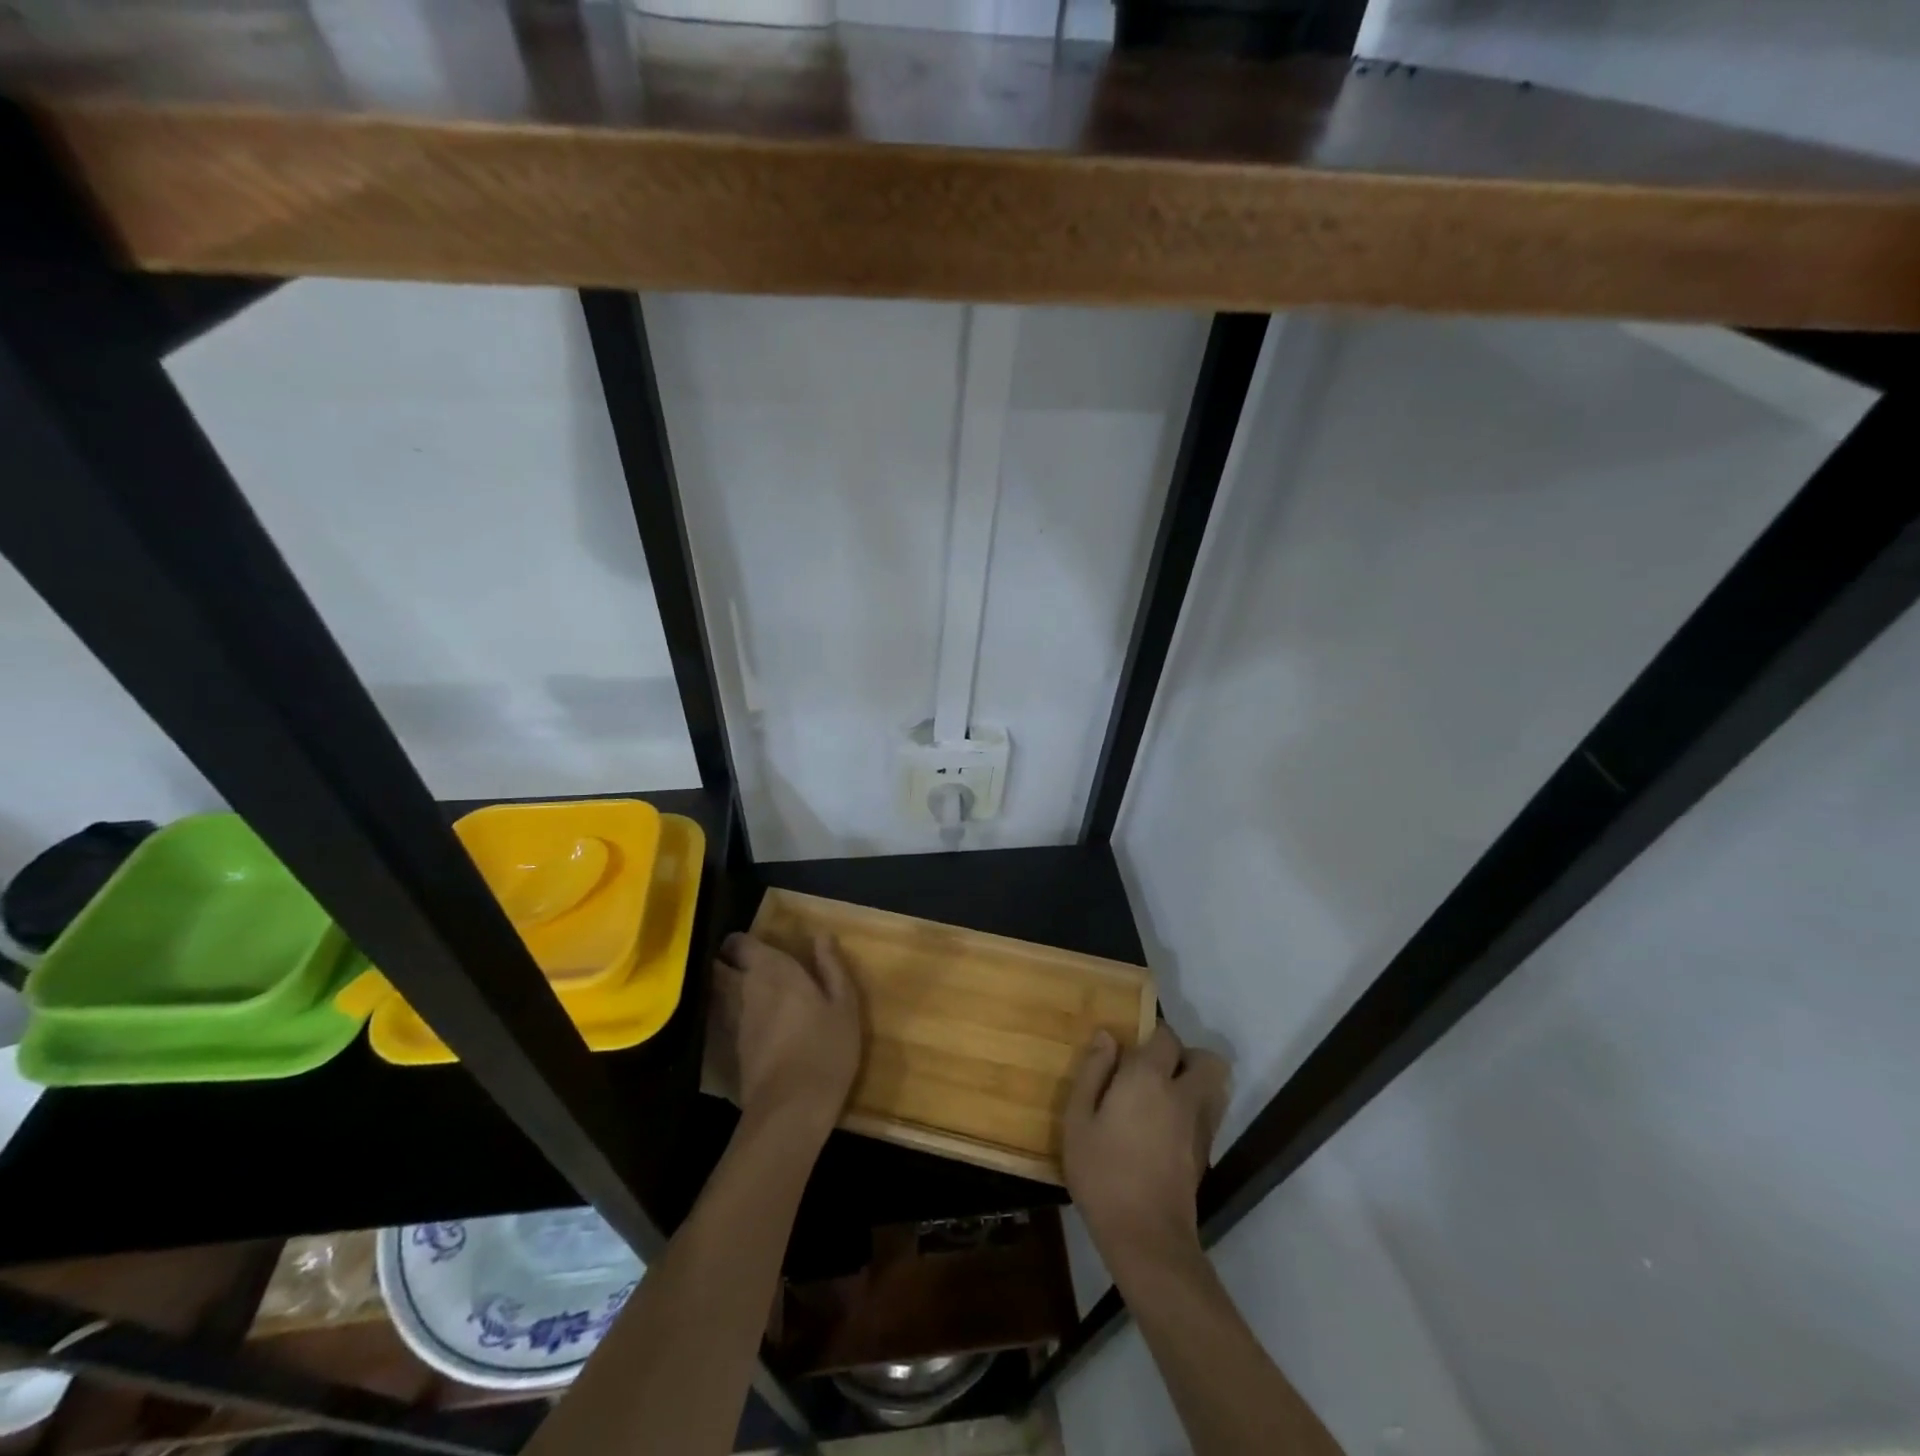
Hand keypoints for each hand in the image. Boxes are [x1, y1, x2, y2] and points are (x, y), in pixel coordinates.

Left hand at [712, 933, 862, 1140]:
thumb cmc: (825, 1047)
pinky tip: (753, 1027)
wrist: (792, 1109)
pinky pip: (726, 1021)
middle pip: (720, 968)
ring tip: (750, 995)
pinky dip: (732, 1017)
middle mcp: (744, 990)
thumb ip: (831, 967)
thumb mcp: (843, 1005)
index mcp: (772, 971)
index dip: (742, 942)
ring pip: (720, 995)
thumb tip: (820, 936)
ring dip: (727, 990)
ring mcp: (733, 1022)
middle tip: (749, 967)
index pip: (739, 943)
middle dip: (727, 964)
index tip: (758, 946)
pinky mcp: (731, 1050)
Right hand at [1063, 1023, 1229, 1270]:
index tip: (1130, 1048)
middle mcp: (1182, 1094)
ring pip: (1215, 1087)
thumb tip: (1108, 1037)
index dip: (1151, 1035)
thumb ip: (1093, 1072)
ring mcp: (1200, 1125)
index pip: (1166, 1036)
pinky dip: (1196, 1110)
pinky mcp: (1206, 1153)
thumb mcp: (1078, 1120)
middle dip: (1186, 1056)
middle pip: (1206, 1059)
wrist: (1146, 1237)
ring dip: (1197, 1082)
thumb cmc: (1102, 1173)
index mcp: (1148, 1078)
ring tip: (1164, 1096)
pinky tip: (1167, 1128)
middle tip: (1154, 1070)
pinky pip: (1210, 1114)